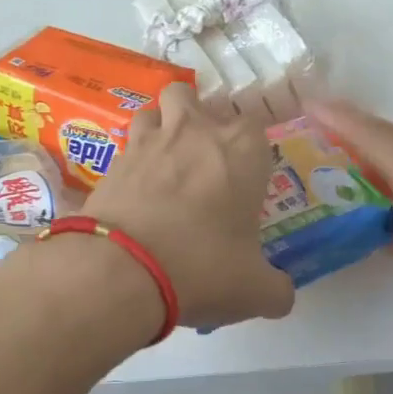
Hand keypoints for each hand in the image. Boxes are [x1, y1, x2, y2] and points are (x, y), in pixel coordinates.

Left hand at [81, 84, 295, 330]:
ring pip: (153, 112)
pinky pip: (125, 149)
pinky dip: (131, 164)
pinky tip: (135, 194)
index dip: (251, 146)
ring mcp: (148, 143)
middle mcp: (194, 132)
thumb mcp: (255, 291)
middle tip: (203, 160)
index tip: (249, 174)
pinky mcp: (111, 163)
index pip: (255, 123)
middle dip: (198, 118)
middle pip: (194, 98)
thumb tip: (281, 295)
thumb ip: (276, 289)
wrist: (122, 271)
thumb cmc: (203, 267)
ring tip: (164, 165)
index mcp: (241, 150)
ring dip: (159, 129)